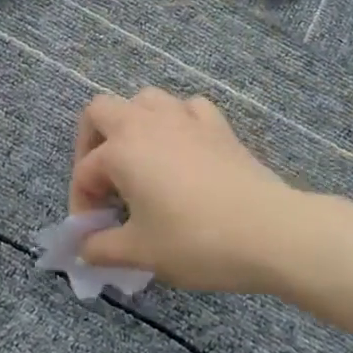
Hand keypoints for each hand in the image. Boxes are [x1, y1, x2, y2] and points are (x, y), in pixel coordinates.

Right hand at [68, 89, 295, 293]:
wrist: (271, 232)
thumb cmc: (196, 241)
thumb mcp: (141, 252)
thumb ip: (101, 249)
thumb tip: (83, 249)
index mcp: (122, 150)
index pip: (85, 172)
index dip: (81, 205)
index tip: (93, 237)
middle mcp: (148, 122)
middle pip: (101, 110)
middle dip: (91, 143)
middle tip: (103, 182)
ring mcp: (186, 118)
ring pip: (146, 100)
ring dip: (133, 125)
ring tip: (139, 162)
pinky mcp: (219, 126)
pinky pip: (188, 109)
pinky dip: (178, 123)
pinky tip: (183, 150)